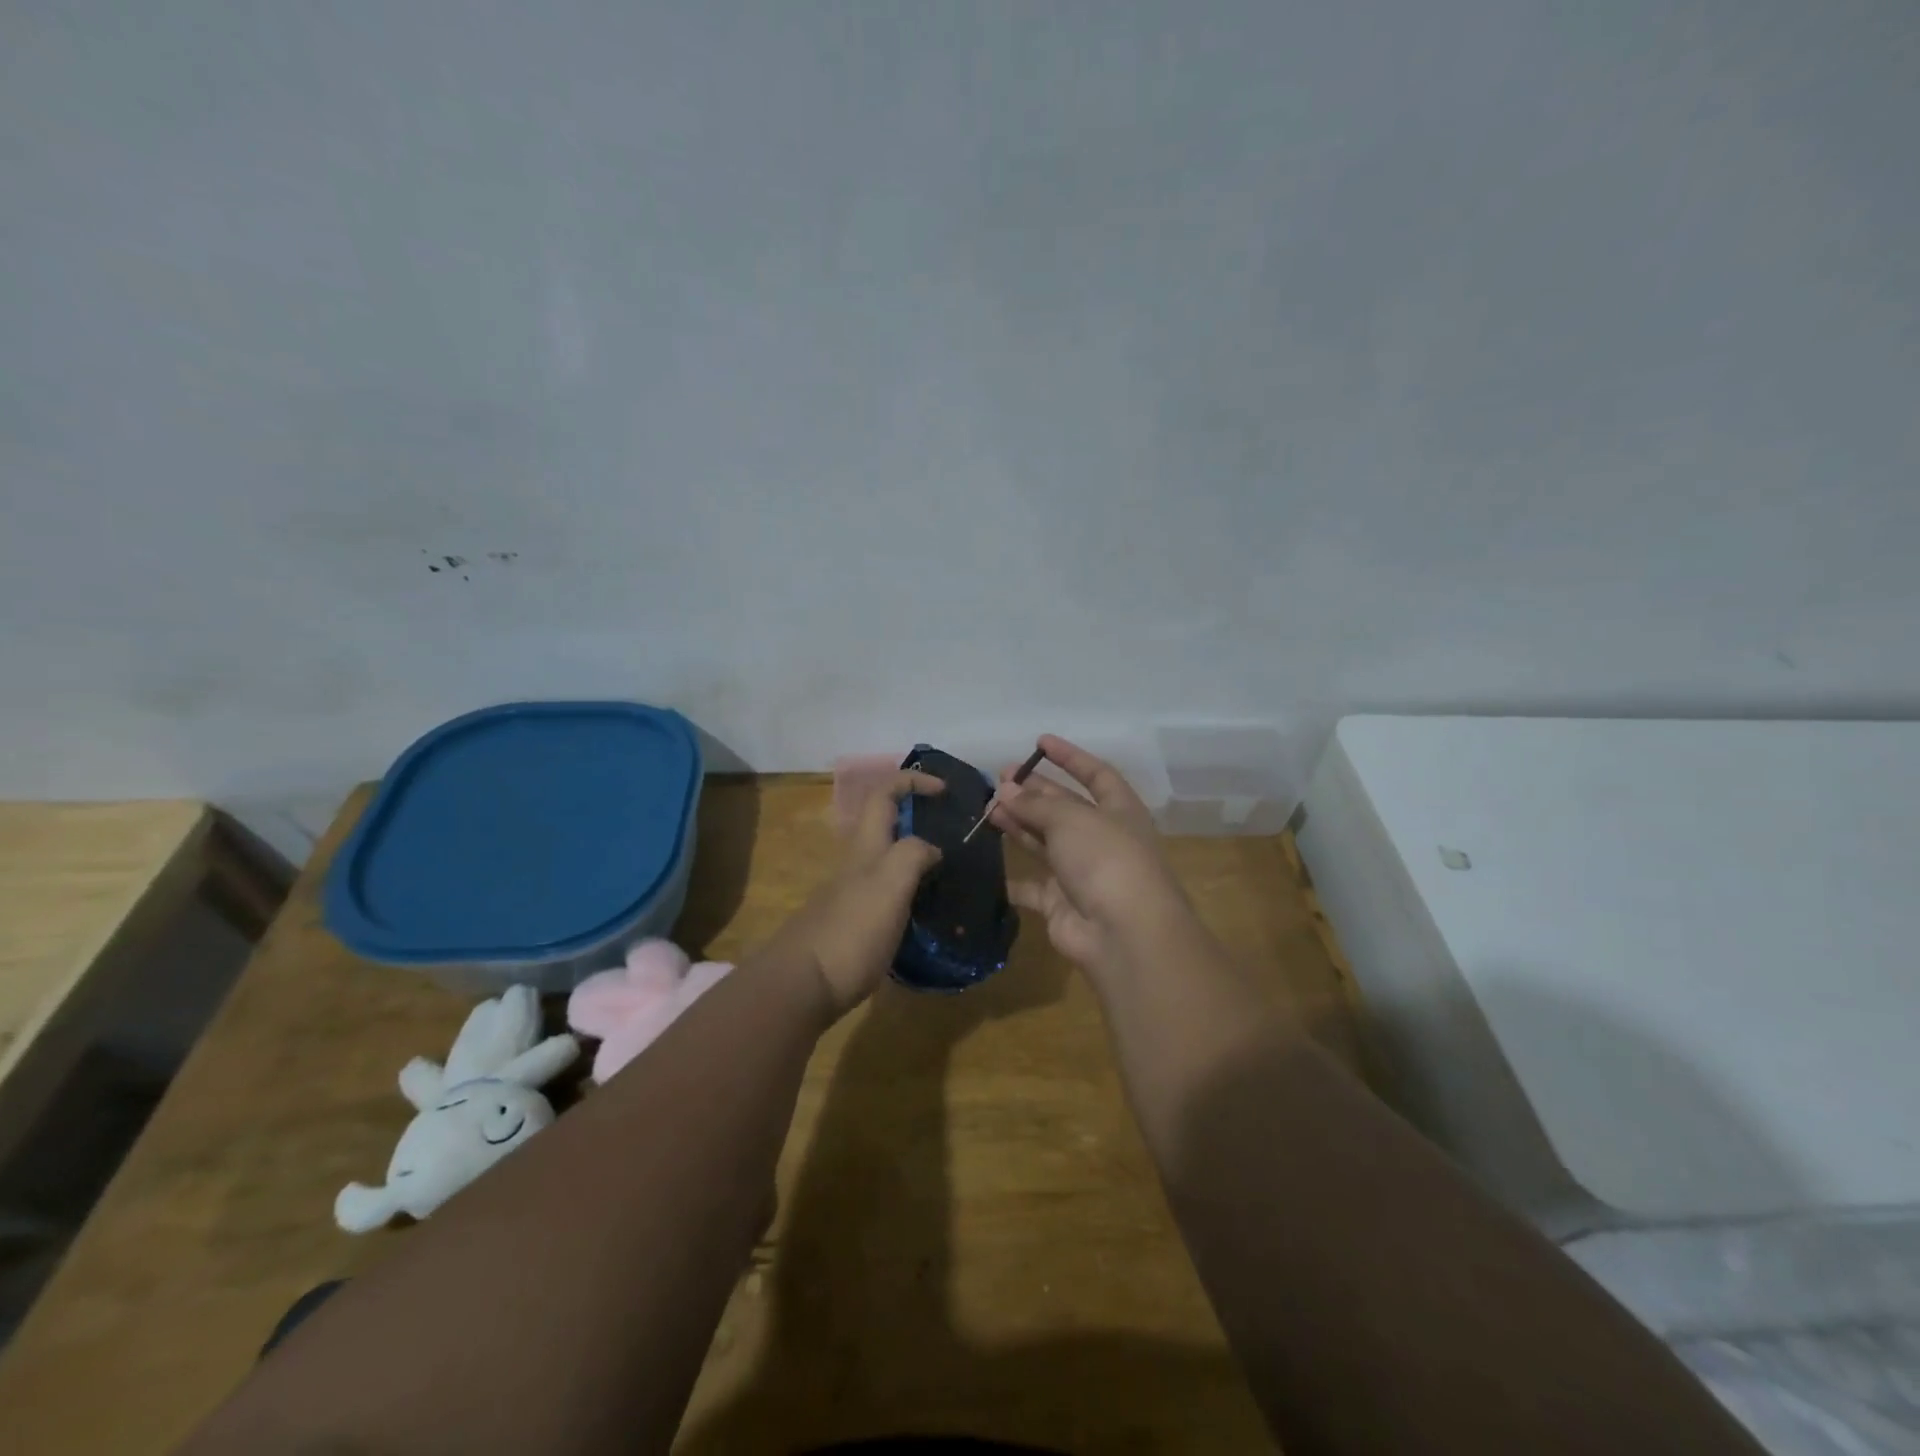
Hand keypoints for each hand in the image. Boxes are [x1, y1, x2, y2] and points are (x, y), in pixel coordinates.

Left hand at [766, 770, 942, 1018]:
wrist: (802, 985)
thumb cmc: (850, 930)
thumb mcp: (890, 884)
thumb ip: (913, 855)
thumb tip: (932, 847)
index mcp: (866, 847)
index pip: (884, 793)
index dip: (913, 781)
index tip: (945, 790)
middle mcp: (857, 864)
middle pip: (885, 825)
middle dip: (918, 819)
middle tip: (955, 835)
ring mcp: (853, 895)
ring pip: (889, 861)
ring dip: (918, 858)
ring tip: (951, 875)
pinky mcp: (855, 925)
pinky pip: (889, 894)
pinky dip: (912, 892)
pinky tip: (929, 913)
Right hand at [990, 736, 1211, 984]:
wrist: (1123, 933)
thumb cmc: (1105, 859)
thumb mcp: (1071, 819)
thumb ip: (1035, 804)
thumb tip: (1005, 790)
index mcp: (1119, 811)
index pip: (1096, 774)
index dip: (1070, 757)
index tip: (1039, 742)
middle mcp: (1102, 838)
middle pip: (1064, 808)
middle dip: (1033, 792)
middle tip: (998, 779)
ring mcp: (1082, 873)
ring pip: (1045, 842)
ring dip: (1018, 824)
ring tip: (987, 809)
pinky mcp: (1061, 904)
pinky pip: (1031, 886)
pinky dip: (1011, 878)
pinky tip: (986, 863)